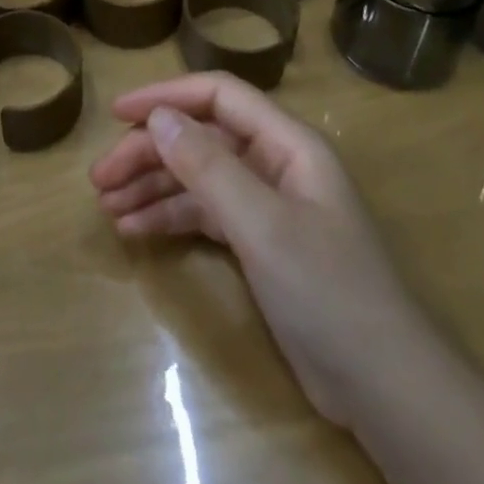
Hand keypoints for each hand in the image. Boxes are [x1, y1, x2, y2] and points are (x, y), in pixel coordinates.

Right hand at [89, 74, 412, 428]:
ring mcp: (267, 205)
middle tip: (100, 179)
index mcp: (287, 143)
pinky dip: (171, 218)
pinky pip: (205, 214)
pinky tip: (135, 230)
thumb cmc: (327, 290)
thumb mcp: (262, 225)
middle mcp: (275, 164)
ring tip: (106, 206)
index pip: (219, 96)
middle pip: (202, 139)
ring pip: (199, 178)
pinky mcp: (260, 244)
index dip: (167, 96)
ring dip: (153, 187)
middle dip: (150, 153)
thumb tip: (158, 117)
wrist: (383, 388)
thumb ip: (208, 167)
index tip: (117, 113)